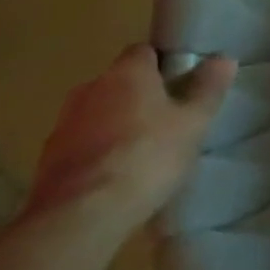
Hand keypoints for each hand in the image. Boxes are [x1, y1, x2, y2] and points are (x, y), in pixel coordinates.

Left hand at [24, 45, 235, 250]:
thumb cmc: (147, 157)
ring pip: (98, 113)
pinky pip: (81, 144)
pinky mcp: (46, 161)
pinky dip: (98, 151)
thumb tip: (223, 58)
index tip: (183, 82)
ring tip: (143, 149)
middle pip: (119, 82)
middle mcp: (89, 90)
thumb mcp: (194, 122)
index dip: (164, 63)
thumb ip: (208, 88)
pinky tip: (117, 174)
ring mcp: (62, 126)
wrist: (80, 217)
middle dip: (140, 94)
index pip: (144, 51)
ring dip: (116, 123)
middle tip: (168, 117)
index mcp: (125, 74)